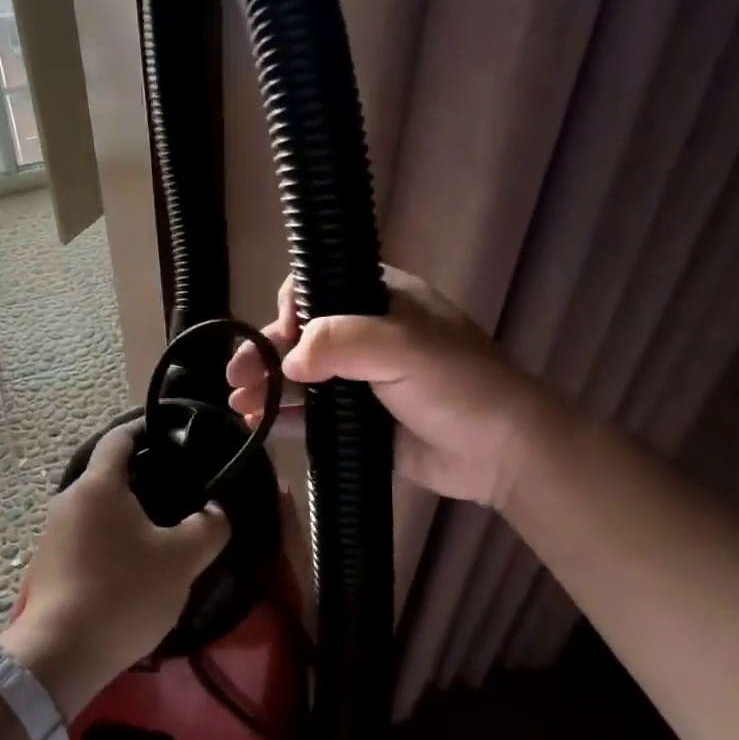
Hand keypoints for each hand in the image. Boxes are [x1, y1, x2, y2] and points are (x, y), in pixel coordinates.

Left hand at [1, 421, 228, 716]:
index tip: (171, 434)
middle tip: (177, 488)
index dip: (144, 429)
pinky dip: (108, 537)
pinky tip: (129, 562)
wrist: (61, 654)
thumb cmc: (124, 591)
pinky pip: (84, 534)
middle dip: (140, 475)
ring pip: (95, 507)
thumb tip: (216, 510)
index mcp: (99, 484)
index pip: (119, 438)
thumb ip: (208, 527)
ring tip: (159, 528)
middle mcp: (69, 498)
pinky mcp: (47, 563)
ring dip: (124, 511)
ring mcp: (52, 532)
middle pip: (107, 473)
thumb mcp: (181, 560)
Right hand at [225, 266, 542, 508]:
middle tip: (236, 375)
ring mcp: (361, 381)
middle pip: (302, 335)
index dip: (293, 307)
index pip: (320, 287)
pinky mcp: (358, 422)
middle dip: (265, 353)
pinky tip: (255, 424)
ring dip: (267, 386)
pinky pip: (312, 416)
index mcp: (380, 300)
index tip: (282, 334)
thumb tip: (288, 362)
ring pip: (301, 377)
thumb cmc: (457, 384)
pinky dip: (284, 418)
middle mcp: (367, 335)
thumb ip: (341, 342)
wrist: (501, 452)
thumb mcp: (403, 347)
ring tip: (238, 403)